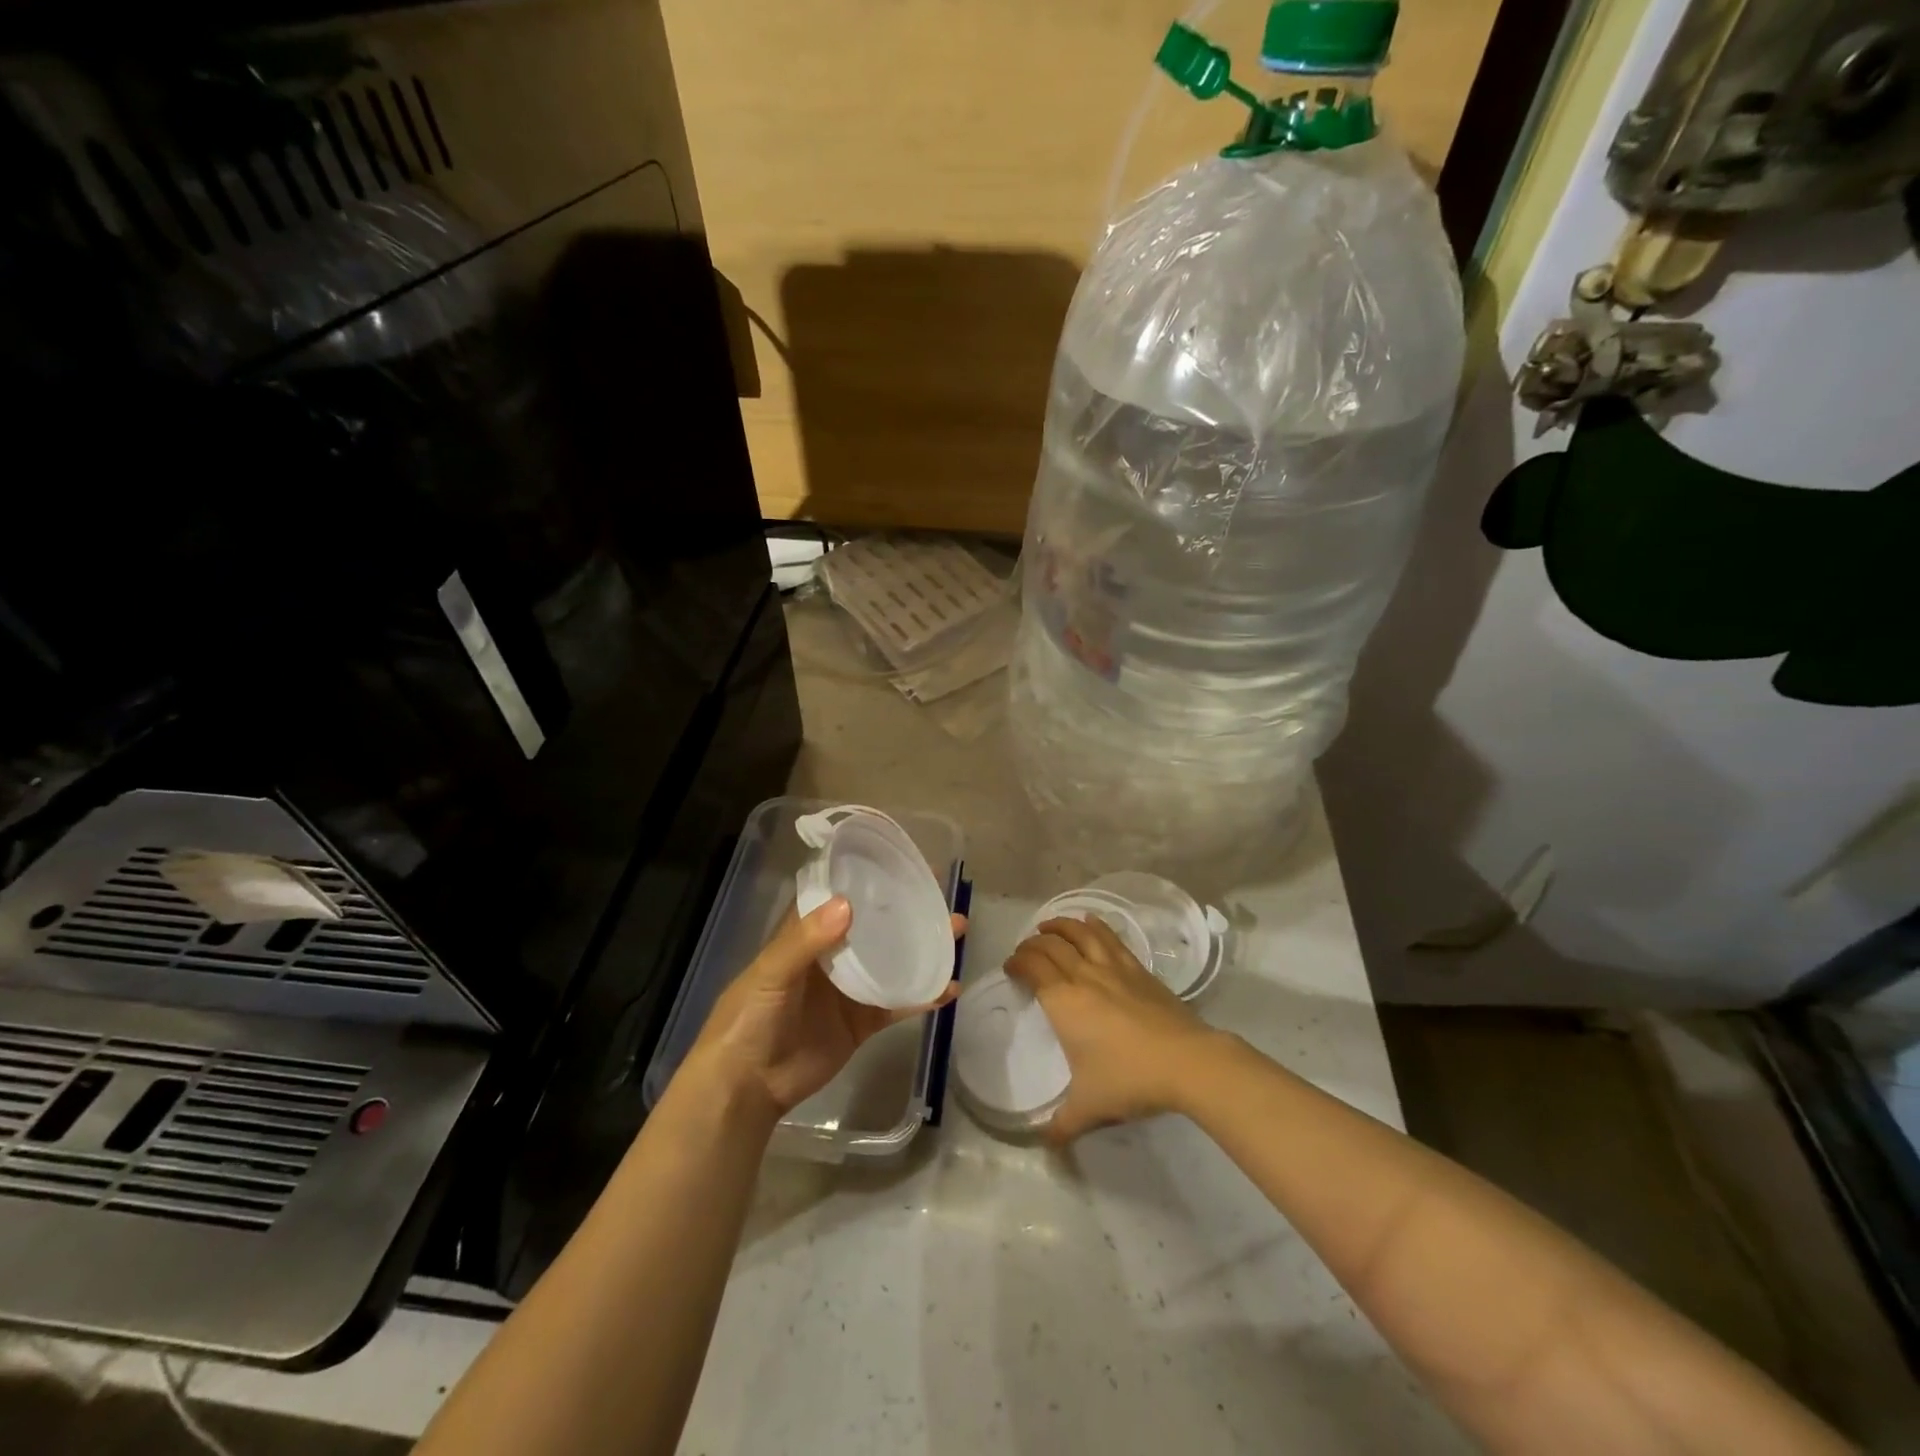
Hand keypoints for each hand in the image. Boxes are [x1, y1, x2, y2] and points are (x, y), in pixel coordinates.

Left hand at [685, 896, 964, 1121]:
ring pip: (893, 960)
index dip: (868, 878)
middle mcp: (832, 955)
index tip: (902, 862)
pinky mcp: (862, 1023)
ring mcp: (850, 990)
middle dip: (907, 911)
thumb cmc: (749, 1018)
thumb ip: (805, 940)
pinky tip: (950, 987)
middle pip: (875, 926)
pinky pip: (897, 1004)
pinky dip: (923, 996)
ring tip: (956, 931)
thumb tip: (848, 904)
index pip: (841, 896)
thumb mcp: (770, 973)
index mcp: (806, 935)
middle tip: (942, 896)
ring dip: (923, 947)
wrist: (747, 1087)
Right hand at [1005, 915, 1221, 1143]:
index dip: (1017, 962)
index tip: (1011, 968)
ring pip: (1080, 933)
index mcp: (1063, 1001)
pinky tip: (1091, 923)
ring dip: (1060, 925)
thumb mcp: (1090, 1108)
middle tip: (1026, 951)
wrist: (1186, 1061)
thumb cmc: (1130, 1079)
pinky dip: (1095, 926)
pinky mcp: (1138, 969)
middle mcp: (1083, 976)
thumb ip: (1063, 1125)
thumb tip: (1046, 1144)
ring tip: (1049, 926)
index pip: (1032, 967)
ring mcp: (1113, 968)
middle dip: (1032, 943)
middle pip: (1051, 945)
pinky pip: (1110, 938)